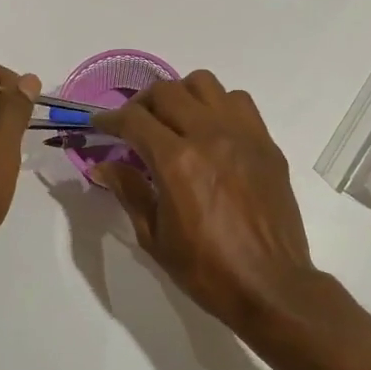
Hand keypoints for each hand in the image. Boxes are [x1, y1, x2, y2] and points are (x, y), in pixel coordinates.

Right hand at [94, 70, 333, 342]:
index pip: (133, 119)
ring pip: (204, 84)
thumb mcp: (155, 236)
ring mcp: (242, 134)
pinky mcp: (266, 142)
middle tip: (133, 124)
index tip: (99, 124)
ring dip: (180, 95)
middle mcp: (209, 135)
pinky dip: (217, 105)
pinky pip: (238, 101)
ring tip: (173, 120)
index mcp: (176, 161)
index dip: (109, 119)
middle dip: (141, 103)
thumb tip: (102, 165)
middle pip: (166, 91)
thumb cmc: (206, 269)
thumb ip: (129, 191)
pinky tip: (211, 130)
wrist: (271, 286)